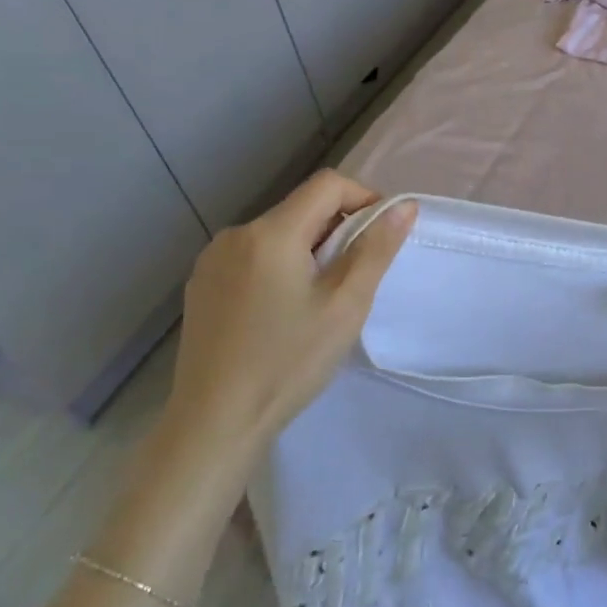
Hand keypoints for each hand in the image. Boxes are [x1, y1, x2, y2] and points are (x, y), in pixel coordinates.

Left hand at [164, 171, 414, 467]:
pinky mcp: (201, 284)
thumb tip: (404, 207)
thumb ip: (376, 249)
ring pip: (278, 233)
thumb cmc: (288, 362)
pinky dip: (280, 265)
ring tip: (322, 298)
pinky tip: (284, 311)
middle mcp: (236, 234)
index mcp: (270, 233)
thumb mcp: (345, 305)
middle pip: (302, 208)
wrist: (214, 422)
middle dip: (339, 229)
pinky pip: (253, 256)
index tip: (382, 237)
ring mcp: (212, 259)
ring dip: (310, 248)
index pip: (328, 184)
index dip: (364, 198)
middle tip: (357, 276)